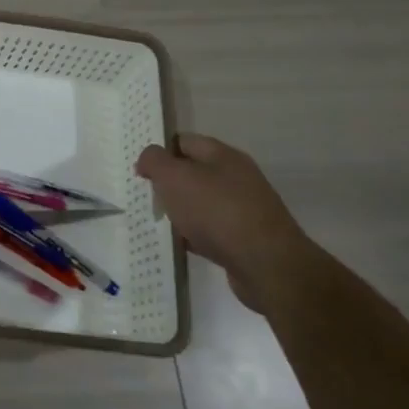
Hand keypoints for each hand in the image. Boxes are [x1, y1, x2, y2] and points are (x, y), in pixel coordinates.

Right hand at [136, 135, 306, 311]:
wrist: (267, 266)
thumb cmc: (216, 211)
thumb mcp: (174, 177)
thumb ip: (154, 161)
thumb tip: (147, 159)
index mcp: (223, 156)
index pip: (184, 141)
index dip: (160, 151)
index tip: (140, 170)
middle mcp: (236, 178)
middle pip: (193, 173)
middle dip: (168, 184)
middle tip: (146, 196)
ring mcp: (244, 210)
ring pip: (201, 204)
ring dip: (180, 212)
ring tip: (158, 222)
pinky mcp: (245, 240)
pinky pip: (211, 231)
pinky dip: (194, 236)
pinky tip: (180, 245)